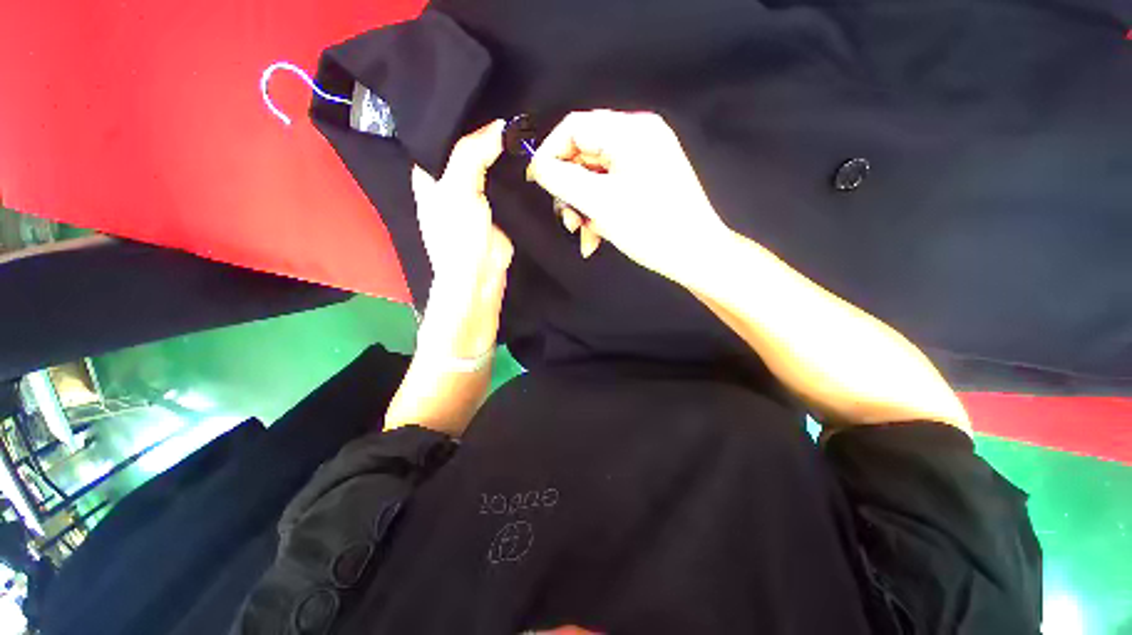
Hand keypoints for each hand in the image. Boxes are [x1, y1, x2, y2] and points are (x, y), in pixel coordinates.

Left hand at [410, 120, 512, 358]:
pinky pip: (507, 183)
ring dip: (505, 152)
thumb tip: (502, 125)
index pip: (445, 132)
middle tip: (515, 108)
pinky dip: (516, 172)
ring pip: (491, 164)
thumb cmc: (458, 237)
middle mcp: (451, 179)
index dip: (466, 114)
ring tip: (526, 127)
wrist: (480, 278)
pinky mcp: (499, 208)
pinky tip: (530, 156)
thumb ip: (473, 152)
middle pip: (471, 146)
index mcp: (430, 171)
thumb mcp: (458, 188)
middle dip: (490, 131)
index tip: (491, 94)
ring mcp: (477, 194)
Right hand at [528, 110, 728, 280]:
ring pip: (594, 178)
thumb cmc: (650, 227)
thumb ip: (561, 179)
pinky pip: (609, 190)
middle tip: (567, 222)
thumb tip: (538, 166)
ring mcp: (643, 161)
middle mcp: (638, 138)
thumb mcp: (599, 202)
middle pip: (584, 155)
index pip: (575, 127)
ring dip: (583, 208)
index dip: (550, 152)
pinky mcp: (645, 182)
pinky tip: (597, 237)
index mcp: (631, 131)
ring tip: (584, 235)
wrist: (695, 256)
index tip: (536, 182)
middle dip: (570, 192)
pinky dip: (598, 213)